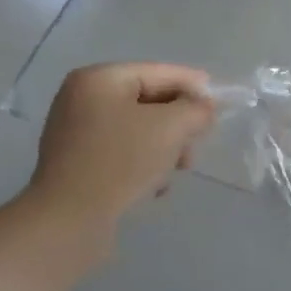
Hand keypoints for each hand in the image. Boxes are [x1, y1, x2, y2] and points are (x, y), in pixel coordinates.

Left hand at [28, 63, 215, 233]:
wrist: (71, 218)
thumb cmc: (122, 160)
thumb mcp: (172, 127)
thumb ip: (196, 109)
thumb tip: (204, 108)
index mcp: (99, 79)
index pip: (158, 72)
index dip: (193, 85)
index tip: (220, 102)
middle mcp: (82, 98)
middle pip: (148, 102)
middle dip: (179, 123)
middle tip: (198, 144)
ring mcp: (75, 132)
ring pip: (138, 130)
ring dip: (165, 146)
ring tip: (178, 170)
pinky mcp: (77, 163)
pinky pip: (122, 152)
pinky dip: (143, 163)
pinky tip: (155, 186)